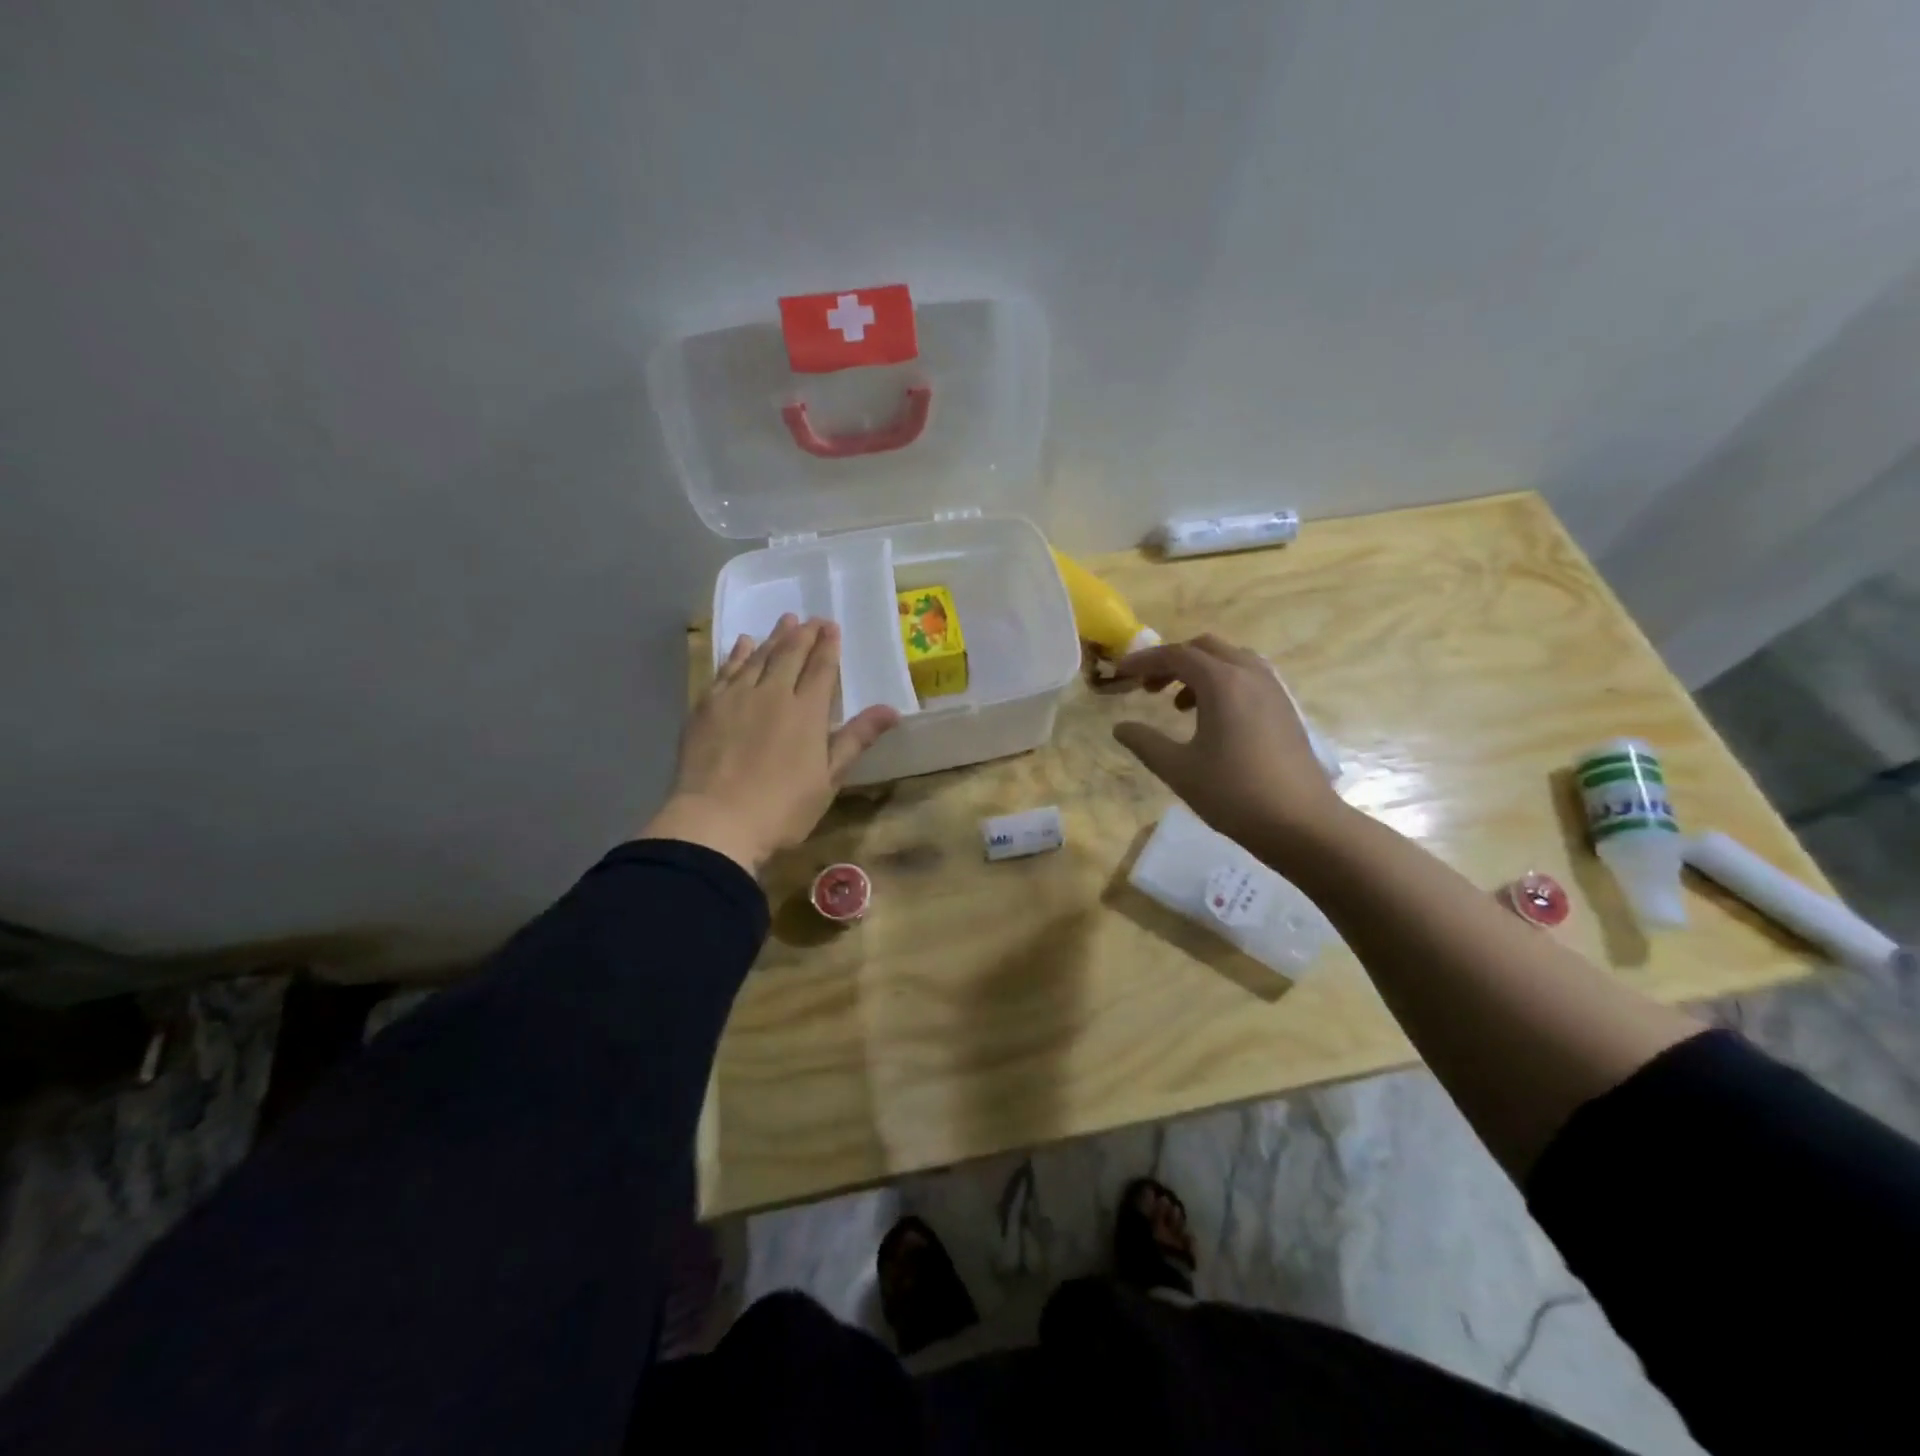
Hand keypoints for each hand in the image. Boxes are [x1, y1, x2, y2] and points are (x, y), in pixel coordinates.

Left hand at [642, 614, 898, 873]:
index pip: (821, 669)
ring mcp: (736, 697)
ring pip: (759, 657)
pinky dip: (738, 653)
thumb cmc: (781, 808)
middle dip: (804, 634)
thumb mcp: (829, 779)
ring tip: (785, 620)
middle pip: (790, 655)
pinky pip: (726, 669)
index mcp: (807, 712)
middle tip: (812, 619)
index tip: (832, 627)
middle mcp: (773, 693)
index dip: (828, 646)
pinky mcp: (707, 706)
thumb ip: (856, 739)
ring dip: (774, 636)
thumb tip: (892, 710)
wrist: (715, 821)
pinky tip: (744, 643)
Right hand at [1111, 634, 1342, 849]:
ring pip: (1230, 659)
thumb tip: (1120, 727)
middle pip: (1205, 648)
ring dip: (1199, 670)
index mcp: (1223, 682)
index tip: (1120, 673)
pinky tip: (1213, 719)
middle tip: (1148, 687)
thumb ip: (1144, 742)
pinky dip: (1223, 683)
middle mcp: (1250, 675)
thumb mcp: (1178, 770)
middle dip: (1172, 661)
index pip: (1176, 654)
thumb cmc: (1234, 794)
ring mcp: (1273, 690)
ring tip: (1178, 704)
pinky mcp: (1285, 708)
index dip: (1143, 660)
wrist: (1302, 824)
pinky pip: (1248, 677)